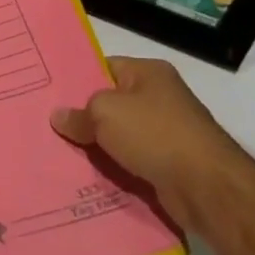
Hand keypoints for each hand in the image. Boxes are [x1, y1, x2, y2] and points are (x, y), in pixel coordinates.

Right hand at [50, 56, 248, 229]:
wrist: (207, 188)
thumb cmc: (155, 134)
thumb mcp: (105, 113)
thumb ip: (78, 113)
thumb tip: (59, 117)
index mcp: (149, 73)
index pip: (104, 67)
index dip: (76, 79)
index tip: (48, 93)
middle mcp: (160, 98)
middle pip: (110, 103)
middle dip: (82, 116)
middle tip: (47, 124)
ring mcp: (166, 133)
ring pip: (118, 136)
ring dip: (96, 146)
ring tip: (58, 151)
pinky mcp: (168, 164)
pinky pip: (130, 161)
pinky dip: (112, 168)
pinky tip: (85, 175)